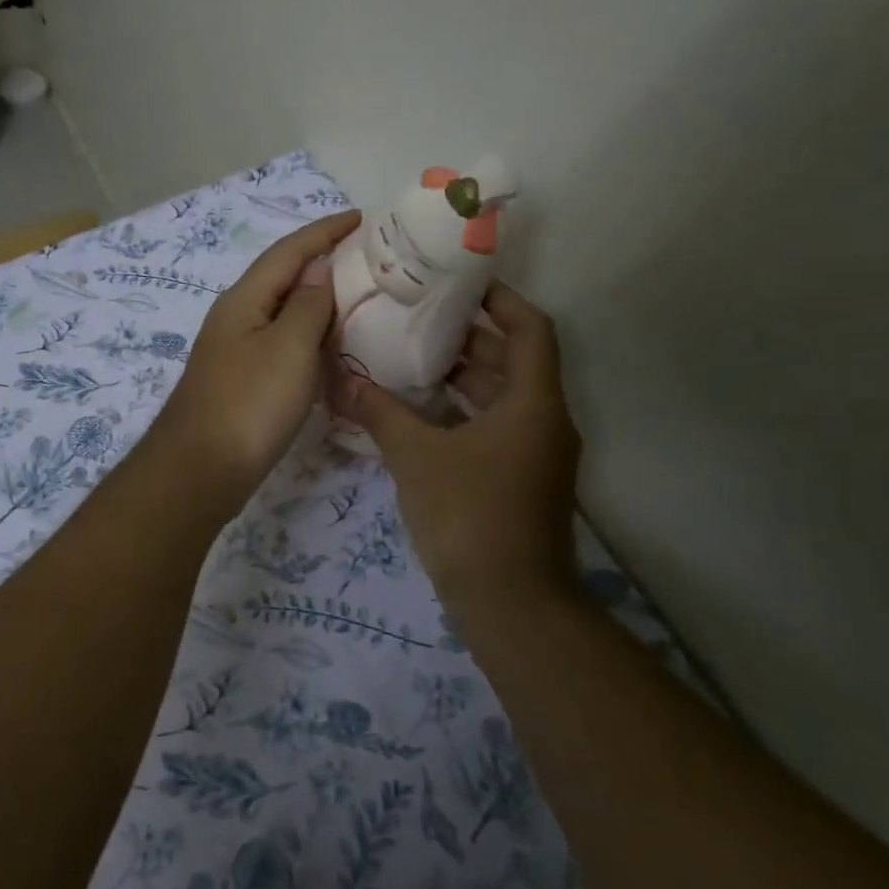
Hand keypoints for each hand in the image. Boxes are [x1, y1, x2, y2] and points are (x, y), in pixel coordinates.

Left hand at [152, 210, 361, 506]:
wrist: (201, 470)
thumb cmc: (249, 404)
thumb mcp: (289, 348)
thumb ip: (308, 304)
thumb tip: (319, 268)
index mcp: (245, 299)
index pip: (289, 250)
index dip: (325, 230)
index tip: (363, 217)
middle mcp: (237, 317)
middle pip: (283, 277)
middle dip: (323, 262)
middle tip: (370, 259)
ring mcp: (237, 350)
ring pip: (283, 313)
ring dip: (318, 300)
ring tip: (360, 297)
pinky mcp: (243, 381)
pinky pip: (282, 344)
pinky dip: (310, 337)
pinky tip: (331, 347)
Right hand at [334, 282, 579, 610]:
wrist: (511, 604)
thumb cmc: (469, 516)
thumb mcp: (416, 457)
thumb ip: (380, 412)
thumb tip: (343, 379)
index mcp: (534, 403)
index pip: (530, 329)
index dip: (500, 300)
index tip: (460, 284)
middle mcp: (545, 421)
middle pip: (516, 361)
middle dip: (471, 338)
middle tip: (421, 319)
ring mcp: (537, 454)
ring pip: (505, 397)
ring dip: (466, 377)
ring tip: (414, 359)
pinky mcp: (523, 481)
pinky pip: (497, 428)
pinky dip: (465, 412)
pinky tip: (421, 413)